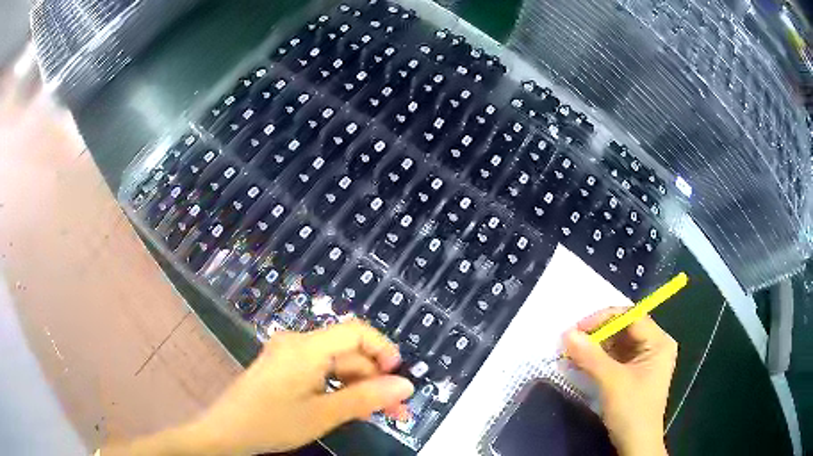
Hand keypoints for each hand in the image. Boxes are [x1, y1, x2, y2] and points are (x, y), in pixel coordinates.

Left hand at [105, 320, 413, 455]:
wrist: (225, 432)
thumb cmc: (271, 422)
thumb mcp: (323, 415)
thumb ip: (366, 398)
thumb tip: (406, 386)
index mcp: (306, 347)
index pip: (356, 331)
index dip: (383, 350)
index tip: (398, 379)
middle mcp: (297, 343)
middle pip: (347, 351)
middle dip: (374, 379)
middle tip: (395, 412)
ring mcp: (288, 355)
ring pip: (335, 364)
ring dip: (358, 387)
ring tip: (376, 415)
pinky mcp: (283, 368)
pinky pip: (319, 372)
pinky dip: (338, 389)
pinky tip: (349, 408)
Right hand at [563, 308, 676, 455]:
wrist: (636, 444)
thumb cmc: (632, 410)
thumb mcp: (612, 382)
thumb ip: (591, 356)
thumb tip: (567, 333)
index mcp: (658, 342)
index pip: (631, 317)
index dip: (603, 319)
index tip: (577, 328)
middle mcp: (655, 345)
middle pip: (624, 329)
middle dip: (598, 334)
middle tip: (572, 340)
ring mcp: (645, 360)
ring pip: (618, 343)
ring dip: (596, 347)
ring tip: (573, 351)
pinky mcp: (635, 373)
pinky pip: (616, 358)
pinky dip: (599, 359)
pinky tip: (582, 363)